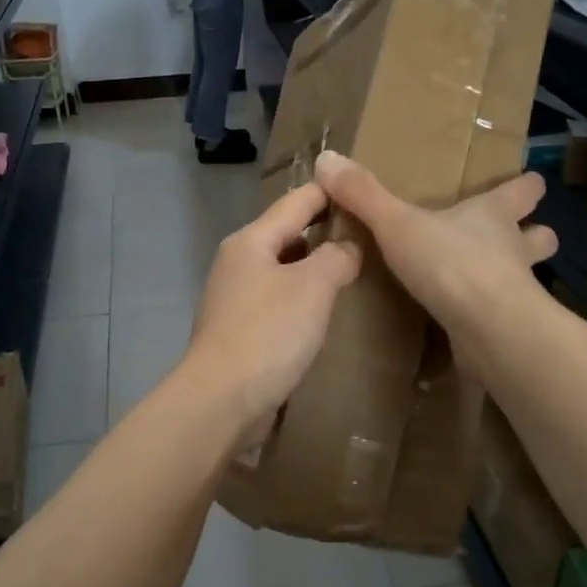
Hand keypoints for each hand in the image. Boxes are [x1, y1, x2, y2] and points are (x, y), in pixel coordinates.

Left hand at [182, 181, 361, 427]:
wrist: (222, 399)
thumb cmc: (269, 333)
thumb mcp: (313, 286)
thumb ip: (337, 257)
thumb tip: (347, 247)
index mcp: (250, 241)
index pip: (296, 202)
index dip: (328, 192)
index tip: (360, 187)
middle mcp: (237, 263)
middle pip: (285, 235)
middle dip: (322, 231)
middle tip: (364, 232)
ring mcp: (234, 299)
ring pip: (281, 270)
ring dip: (311, 268)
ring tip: (350, 270)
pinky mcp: (238, 331)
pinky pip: (276, 302)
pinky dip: (300, 299)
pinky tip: (322, 312)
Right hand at [314, 151, 555, 376]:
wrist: (488, 328)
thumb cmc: (451, 263)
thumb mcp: (398, 224)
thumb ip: (364, 195)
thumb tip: (327, 157)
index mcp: (493, 216)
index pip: (523, 191)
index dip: (526, 186)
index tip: (531, 182)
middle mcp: (513, 250)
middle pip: (540, 236)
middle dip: (534, 234)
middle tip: (519, 236)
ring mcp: (517, 292)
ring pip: (529, 278)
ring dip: (518, 277)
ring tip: (494, 283)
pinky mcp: (509, 329)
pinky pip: (506, 318)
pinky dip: (494, 319)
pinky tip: (472, 326)